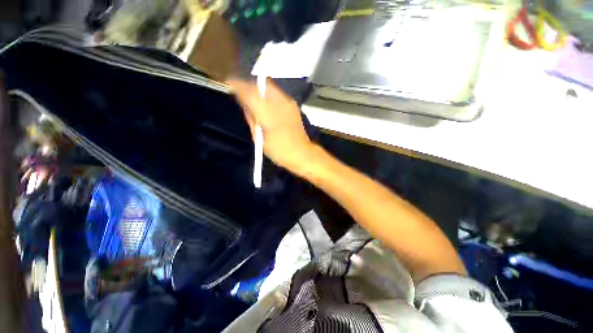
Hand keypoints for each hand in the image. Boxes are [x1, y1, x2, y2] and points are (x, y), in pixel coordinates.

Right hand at [227, 79, 314, 173]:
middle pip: (261, 85)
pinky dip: (267, 94)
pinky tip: (264, 102)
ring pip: (270, 87)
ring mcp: (289, 103)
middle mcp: (280, 103)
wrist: (303, 154)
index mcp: (269, 114)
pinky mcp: (293, 106)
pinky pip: (277, 94)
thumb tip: (246, 106)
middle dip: (249, 85)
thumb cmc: (280, 151)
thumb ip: (252, 119)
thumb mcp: (260, 139)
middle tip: (240, 90)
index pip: (250, 93)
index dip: (238, 86)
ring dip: (258, 89)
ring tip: (250, 95)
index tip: (229, 84)